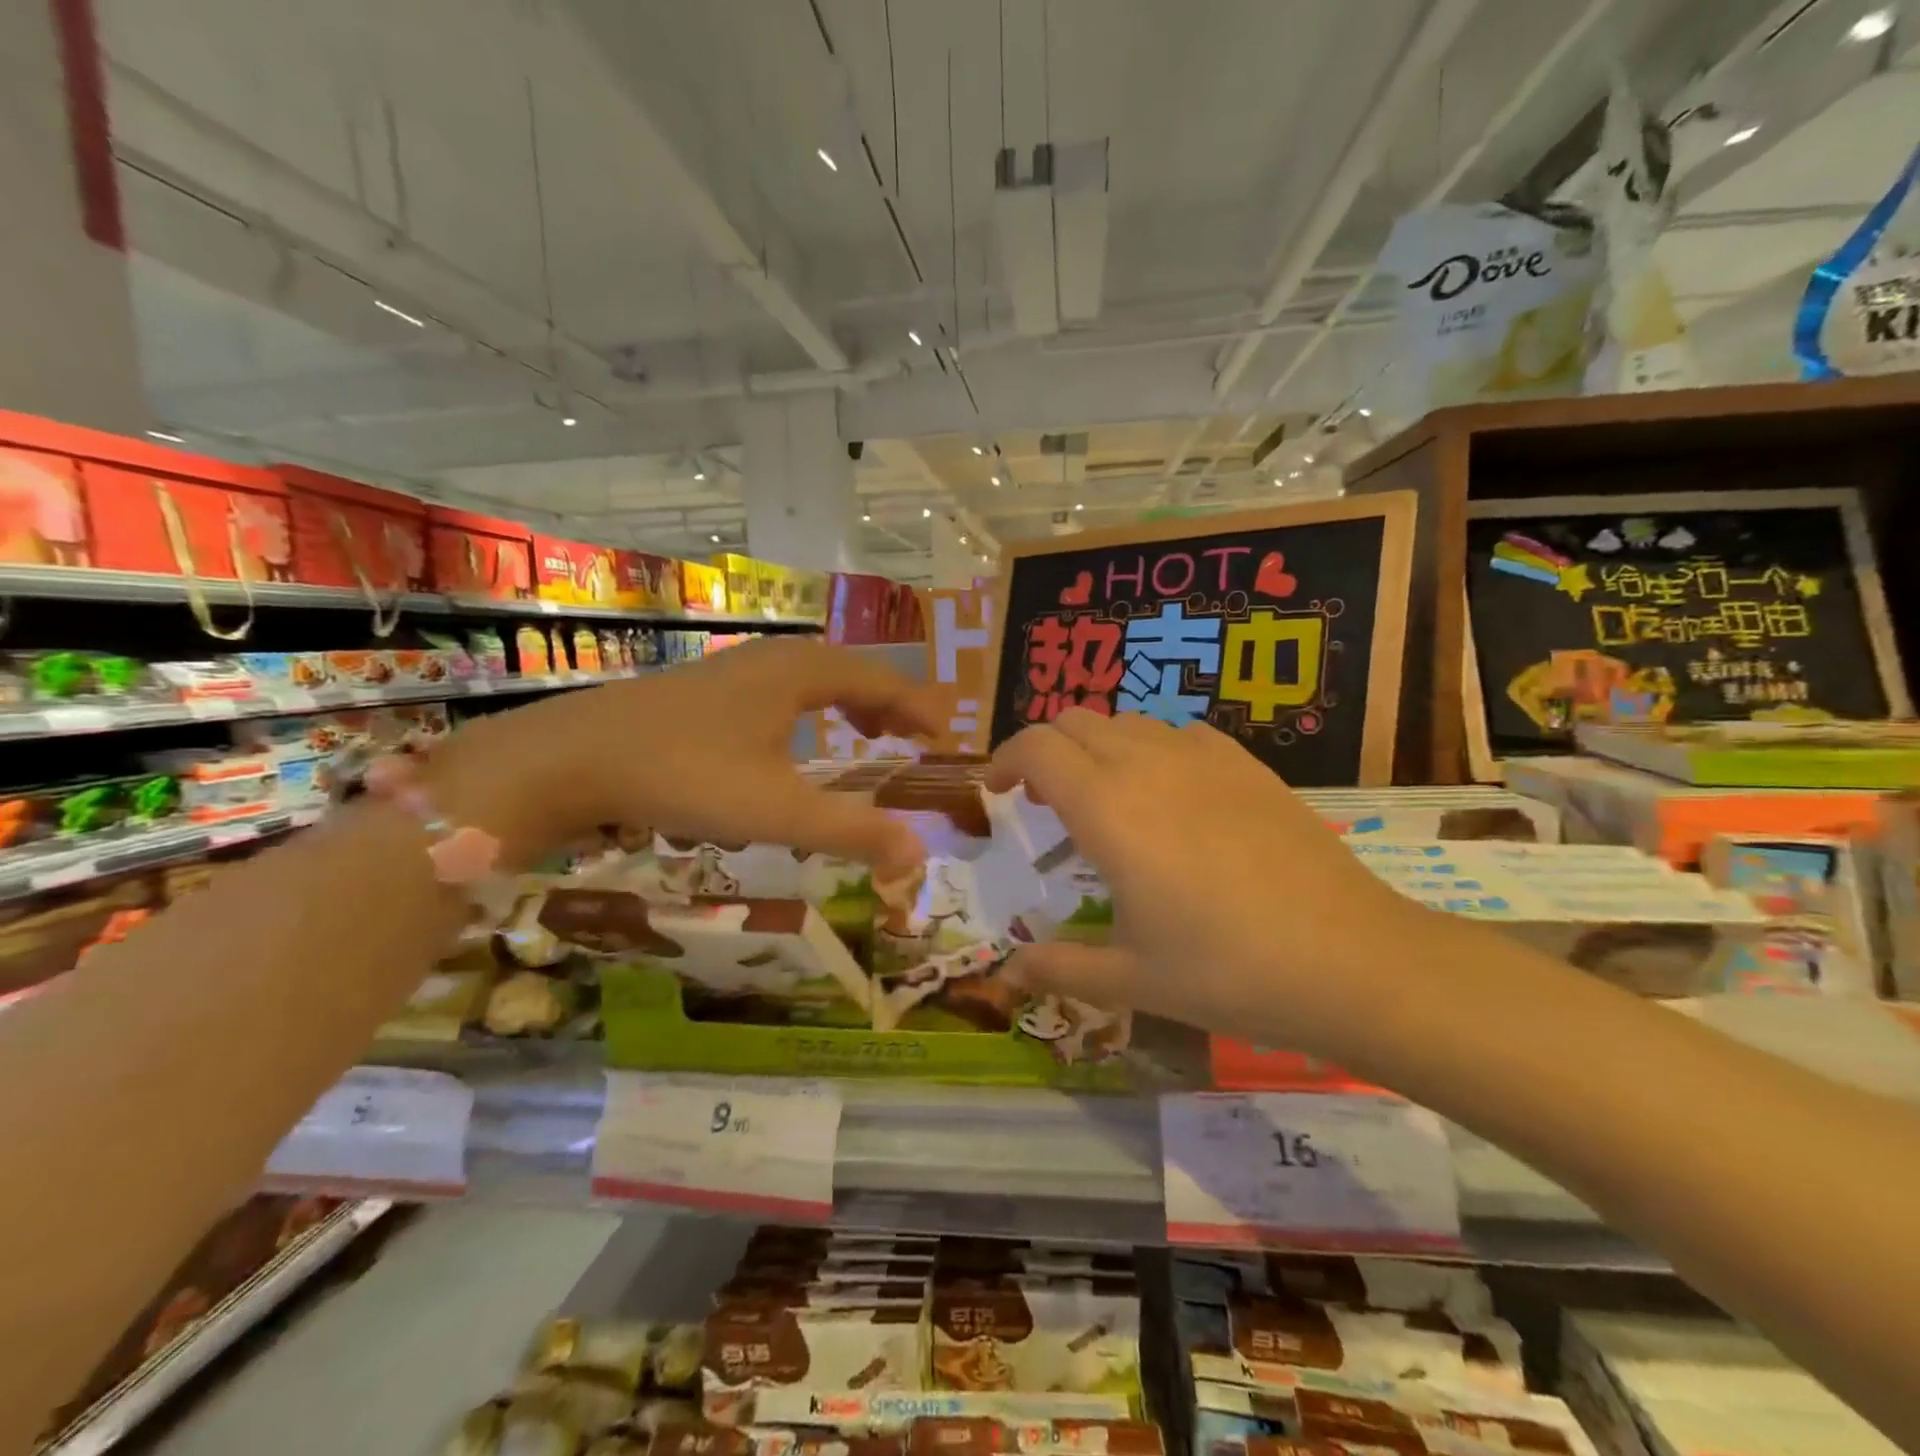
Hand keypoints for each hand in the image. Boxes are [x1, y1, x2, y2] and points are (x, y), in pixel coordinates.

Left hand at [429, 638, 945, 878]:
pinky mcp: (708, 684)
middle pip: (852, 670)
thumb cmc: (685, 775)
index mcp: (803, 673)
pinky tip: (793, 740)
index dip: (920, 708)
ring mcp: (737, 666)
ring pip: (814, 675)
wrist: (571, 757)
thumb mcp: (777, 812)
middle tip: (912, 739)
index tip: (945, 739)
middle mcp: (776, 657)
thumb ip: (853, 831)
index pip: (883, 680)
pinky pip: (782, 686)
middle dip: (889, 703)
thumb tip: (918, 853)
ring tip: (866, 733)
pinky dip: (810, 706)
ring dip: (849, 701)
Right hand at [986, 711, 1425, 1054]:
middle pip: (1075, 721)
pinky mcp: (1247, 764)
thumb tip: (1007, 973)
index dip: (1004, 759)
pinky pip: (1179, 733)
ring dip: (1097, 747)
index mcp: (1108, 809)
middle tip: (1045, 801)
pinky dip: (1152, 748)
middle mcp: (1147, 765)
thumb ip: (1060, 967)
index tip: (997, 791)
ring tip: (1105, 797)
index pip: (1036, 747)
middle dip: (1046, 750)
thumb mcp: (1132, 979)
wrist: (1351, 959)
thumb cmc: (1227, 971)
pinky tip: (1171, 795)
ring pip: (1127, 721)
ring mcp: (1203, 757)